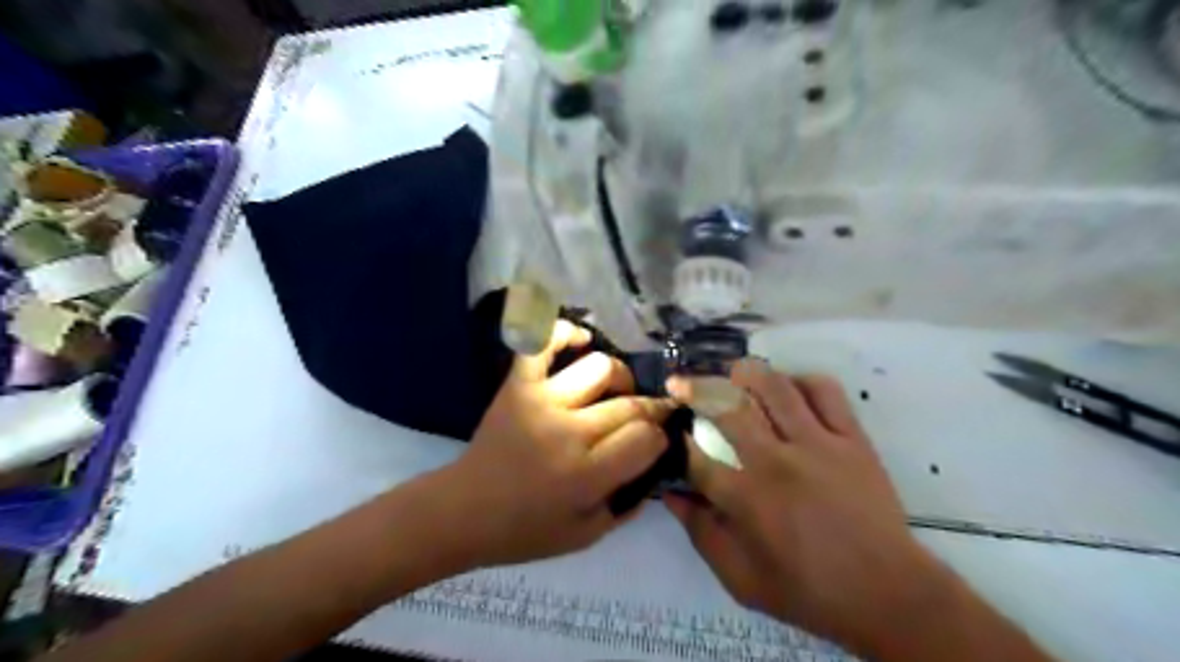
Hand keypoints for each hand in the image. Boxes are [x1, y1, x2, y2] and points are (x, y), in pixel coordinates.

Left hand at [443, 319, 671, 566]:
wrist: (463, 511)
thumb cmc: (526, 530)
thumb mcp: (587, 535)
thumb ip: (628, 503)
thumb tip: (656, 465)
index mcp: (587, 475)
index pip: (646, 437)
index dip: (659, 438)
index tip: (655, 442)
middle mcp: (569, 431)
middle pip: (630, 403)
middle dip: (650, 409)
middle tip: (644, 417)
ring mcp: (541, 401)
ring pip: (601, 367)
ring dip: (619, 376)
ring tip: (614, 390)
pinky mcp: (518, 385)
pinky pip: (543, 342)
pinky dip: (564, 333)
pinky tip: (581, 341)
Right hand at [661, 361, 945, 654]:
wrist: (887, 594)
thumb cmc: (808, 591)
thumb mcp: (741, 579)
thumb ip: (701, 534)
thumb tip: (671, 495)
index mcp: (747, 499)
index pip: (697, 457)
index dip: (678, 441)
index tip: (672, 432)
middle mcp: (776, 461)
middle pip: (727, 407)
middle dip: (695, 390)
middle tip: (682, 384)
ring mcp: (818, 444)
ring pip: (774, 387)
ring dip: (744, 373)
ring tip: (730, 373)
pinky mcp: (852, 438)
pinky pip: (825, 392)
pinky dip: (801, 380)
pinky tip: (788, 387)